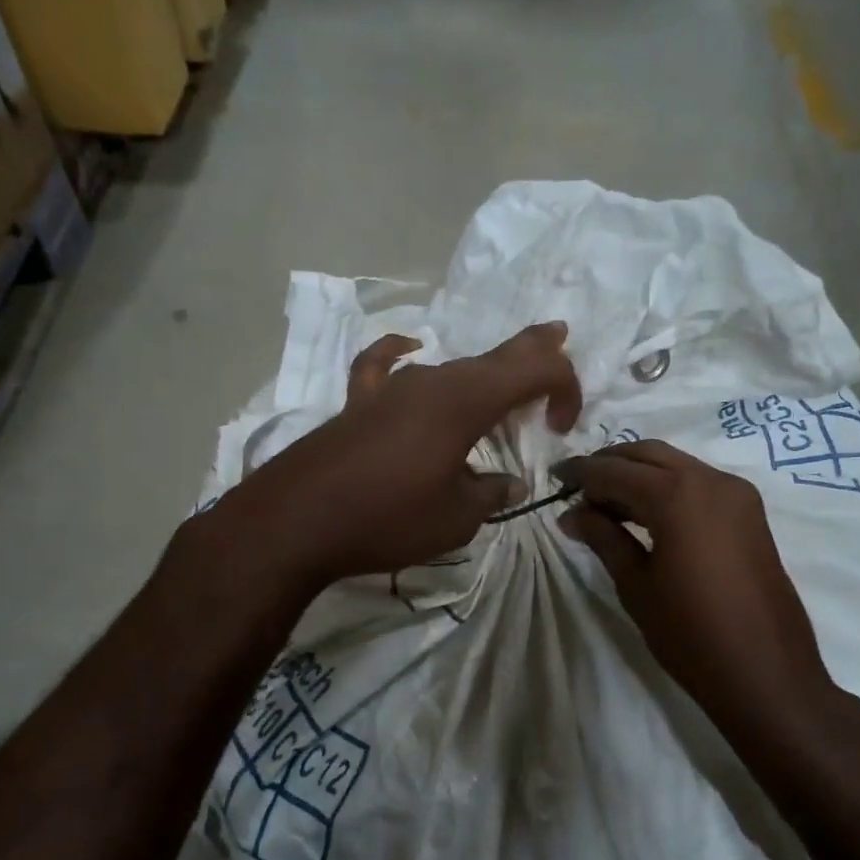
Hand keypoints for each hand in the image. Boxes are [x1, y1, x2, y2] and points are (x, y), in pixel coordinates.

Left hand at [217, 322, 581, 588]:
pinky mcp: (359, 402)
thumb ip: (492, 493)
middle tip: (558, 337)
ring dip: (482, 368)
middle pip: (494, 356)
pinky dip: (401, 353)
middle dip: (532, 352)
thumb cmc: (388, 519)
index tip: (561, 427)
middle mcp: (432, 380)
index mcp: (466, 401)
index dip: (563, 386)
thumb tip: (510, 484)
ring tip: (500, 368)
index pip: (534, 370)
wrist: (297, 521)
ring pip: (450, 365)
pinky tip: (409, 346)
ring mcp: (391, 387)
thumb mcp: (457, 518)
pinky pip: (385, 364)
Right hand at [557, 441, 848, 731]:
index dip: (580, 472)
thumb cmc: (690, 633)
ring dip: (638, 474)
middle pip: (648, 455)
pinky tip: (644, 513)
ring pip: (675, 465)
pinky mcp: (749, 513)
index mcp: (677, 495)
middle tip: (578, 488)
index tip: (554, 478)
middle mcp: (710, 480)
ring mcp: (736, 494)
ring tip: (604, 504)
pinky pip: (698, 483)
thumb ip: (604, 538)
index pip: (615, 470)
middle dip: (609, 464)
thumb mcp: (636, 584)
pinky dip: (667, 487)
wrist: (765, 672)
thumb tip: (572, 514)